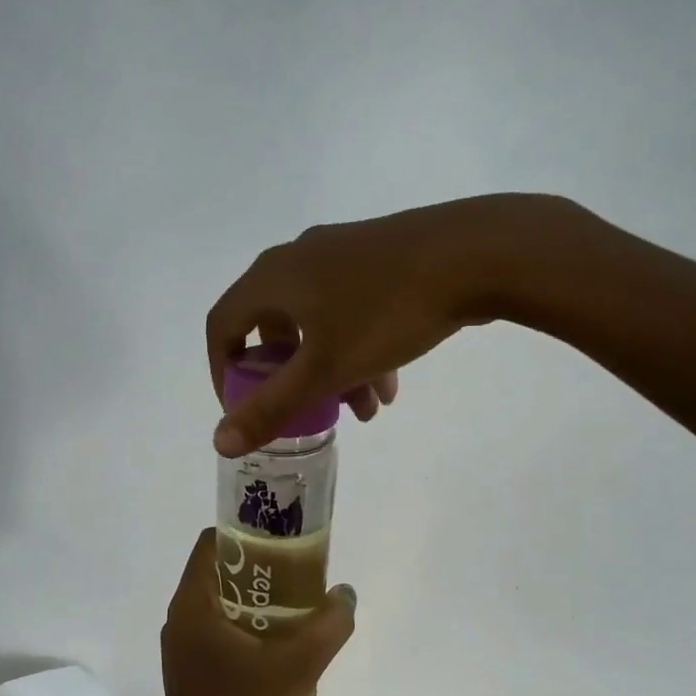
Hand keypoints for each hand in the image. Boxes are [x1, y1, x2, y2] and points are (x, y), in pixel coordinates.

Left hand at [159, 528, 357, 695]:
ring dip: (253, 597)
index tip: (282, 540)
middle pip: (217, 571)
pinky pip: (216, 628)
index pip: (212, 543)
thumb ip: (328, 625)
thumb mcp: (298, 667)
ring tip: (295, 604)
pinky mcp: (189, 670)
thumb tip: (345, 594)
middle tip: (299, 571)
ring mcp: (181, 647)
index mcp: (193, 604)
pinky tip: (277, 642)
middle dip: (257, 566)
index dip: (246, 533)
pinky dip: (244, 623)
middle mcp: (179, 618)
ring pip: (218, 602)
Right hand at [205, 193, 578, 455]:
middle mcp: (298, 258)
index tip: (243, 409)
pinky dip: (359, 349)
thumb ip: (270, 408)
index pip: (222, 326)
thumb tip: (219, 442)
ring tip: (366, 413)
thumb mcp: (325, 370)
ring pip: (318, 323)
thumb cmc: (387, 312)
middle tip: (309, 414)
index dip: (223, 373)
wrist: (477, 253)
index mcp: (272, 278)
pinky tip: (390, 385)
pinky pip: (350, 309)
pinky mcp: (378, 256)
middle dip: (292, 381)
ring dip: (333, 372)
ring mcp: (340, 253)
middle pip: (274, 328)